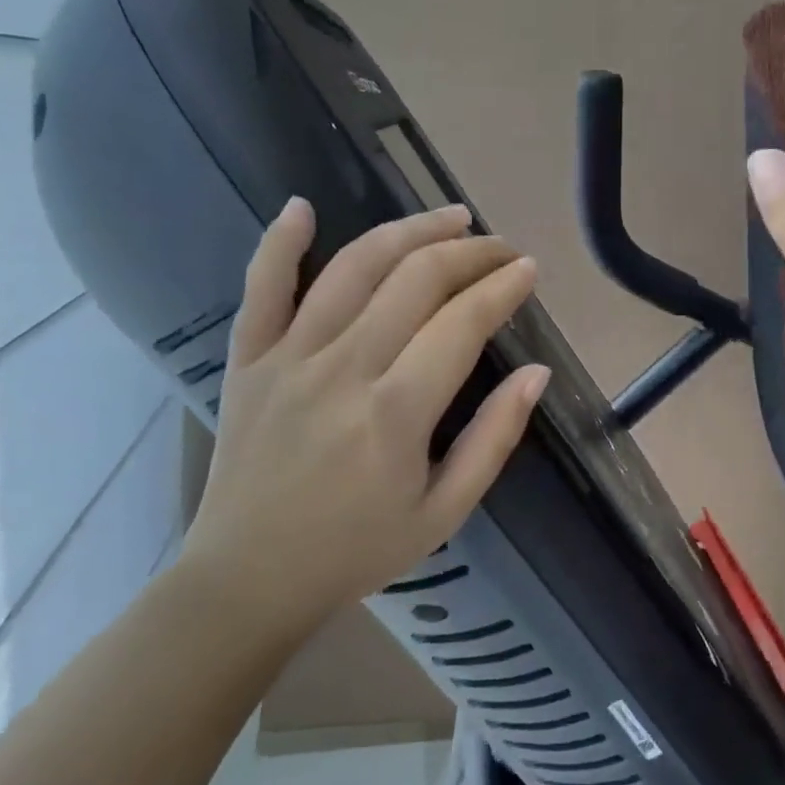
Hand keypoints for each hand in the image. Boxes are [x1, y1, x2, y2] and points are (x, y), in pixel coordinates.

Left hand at [182, 200, 549, 633]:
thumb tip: (537, 373)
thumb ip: (494, 438)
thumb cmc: (356, 551)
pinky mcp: (249, 359)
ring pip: (353, 267)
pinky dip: (280, 241)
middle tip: (500, 248)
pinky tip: (302, 207)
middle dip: (470, 252)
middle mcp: (343, 369)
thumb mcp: (445, 512)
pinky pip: (261, 287)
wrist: (248, 578)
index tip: (528, 271)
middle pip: (415, 279)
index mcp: (396, 412)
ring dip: (407, 231)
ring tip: (448, 218)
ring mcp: (289, 358)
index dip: (502, 287)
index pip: (463, 322)